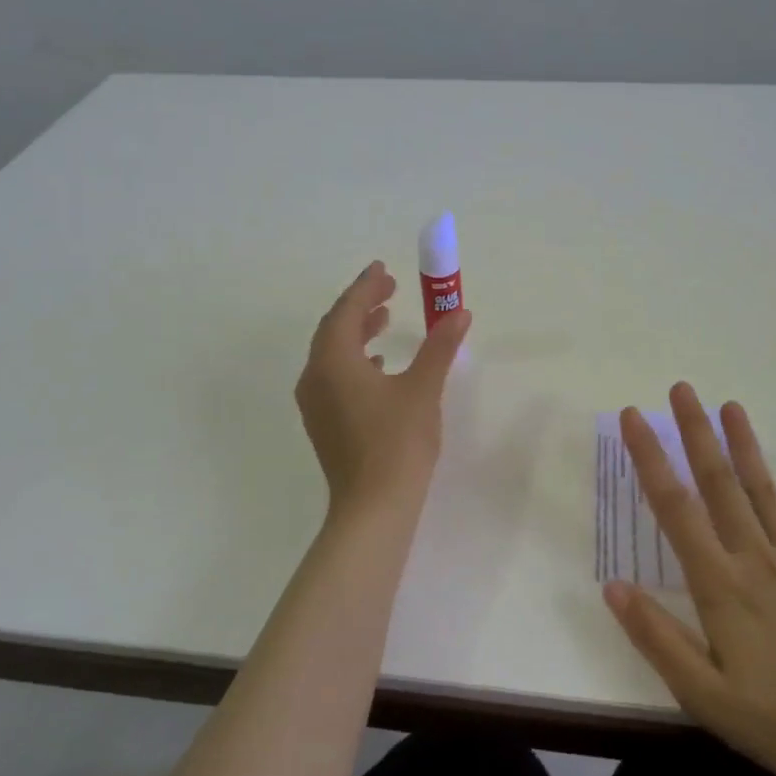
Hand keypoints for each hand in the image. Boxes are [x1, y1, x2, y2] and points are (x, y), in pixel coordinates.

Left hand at [295, 262, 470, 516]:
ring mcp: (315, 403)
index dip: (365, 287)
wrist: (374, 507)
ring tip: (385, 319)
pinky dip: (354, 360)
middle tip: (389, 289)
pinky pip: (333, 376)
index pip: (346, 311)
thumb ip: (439, 347)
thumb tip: (459, 312)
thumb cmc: (398, 443)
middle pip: (334, 329)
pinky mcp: (323, 423)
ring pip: (332, 353)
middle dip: (360, 306)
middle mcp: (315, 377)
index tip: (382, 269)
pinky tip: (379, 364)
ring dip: (357, 332)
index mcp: (334, 361)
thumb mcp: (423, 389)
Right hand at [604, 382, 775, 775]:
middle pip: (720, 485)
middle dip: (696, 433)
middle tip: (682, 389)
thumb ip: (657, 638)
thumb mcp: (705, 697)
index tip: (634, 418)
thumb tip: (612, 586)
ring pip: (766, 493)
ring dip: (746, 446)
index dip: (650, 458)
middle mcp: (758, 561)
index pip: (675, 508)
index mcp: (722, 586)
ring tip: (731, 405)